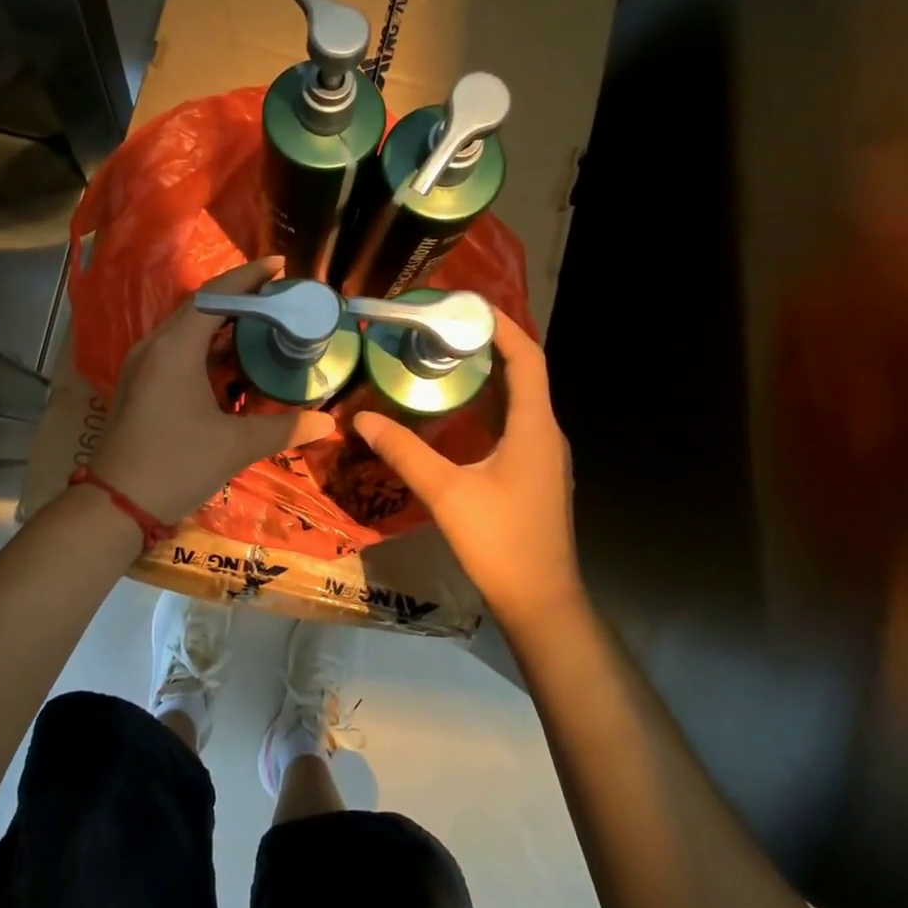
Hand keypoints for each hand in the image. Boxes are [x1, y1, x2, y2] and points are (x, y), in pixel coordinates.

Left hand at [91, 257, 337, 523]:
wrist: (115, 506)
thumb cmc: (175, 467)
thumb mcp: (235, 447)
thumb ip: (284, 429)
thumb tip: (328, 423)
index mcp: (175, 349)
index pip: (214, 296)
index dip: (249, 278)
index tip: (280, 265)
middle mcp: (155, 347)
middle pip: (200, 307)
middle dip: (241, 298)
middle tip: (281, 297)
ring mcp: (143, 365)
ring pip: (188, 330)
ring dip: (224, 324)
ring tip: (265, 323)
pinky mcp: (141, 384)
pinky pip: (179, 350)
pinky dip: (209, 347)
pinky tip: (235, 361)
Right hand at [352, 313, 581, 626]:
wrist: (541, 602)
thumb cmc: (500, 542)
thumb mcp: (445, 492)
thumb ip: (404, 451)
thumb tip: (361, 418)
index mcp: (534, 427)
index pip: (527, 358)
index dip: (503, 326)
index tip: (468, 306)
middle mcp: (546, 433)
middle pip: (524, 374)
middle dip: (489, 346)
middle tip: (443, 330)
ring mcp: (544, 456)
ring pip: (520, 401)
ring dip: (489, 376)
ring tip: (446, 361)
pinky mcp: (536, 475)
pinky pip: (516, 424)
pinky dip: (490, 406)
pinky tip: (459, 415)